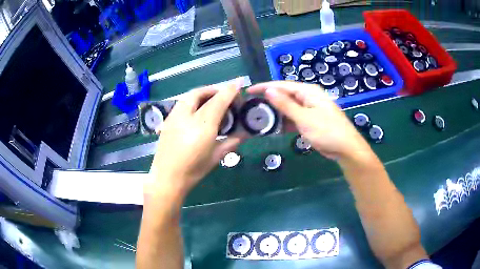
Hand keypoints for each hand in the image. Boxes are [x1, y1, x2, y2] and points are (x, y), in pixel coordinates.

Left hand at [147, 80, 244, 198]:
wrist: (167, 178)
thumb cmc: (194, 170)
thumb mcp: (216, 157)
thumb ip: (232, 141)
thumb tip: (247, 133)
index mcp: (202, 126)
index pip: (218, 101)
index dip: (230, 90)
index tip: (239, 84)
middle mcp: (186, 116)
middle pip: (201, 92)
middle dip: (215, 90)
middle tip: (225, 96)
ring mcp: (174, 117)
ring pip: (189, 96)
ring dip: (203, 94)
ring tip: (212, 102)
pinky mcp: (167, 120)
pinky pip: (182, 103)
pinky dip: (193, 101)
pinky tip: (198, 112)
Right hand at [247, 81, 370, 159]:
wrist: (346, 149)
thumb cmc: (327, 131)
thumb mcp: (304, 118)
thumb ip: (285, 104)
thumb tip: (269, 90)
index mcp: (308, 91)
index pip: (282, 85)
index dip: (264, 87)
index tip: (249, 91)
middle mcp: (308, 97)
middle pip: (285, 95)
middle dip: (269, 101)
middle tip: (251, 107)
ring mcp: (310, 109)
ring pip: (289, 108)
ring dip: (276, 113)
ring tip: (259, 118)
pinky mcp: (310, 120)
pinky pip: (294, 118)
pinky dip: (285, 122)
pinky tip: (274, 128)